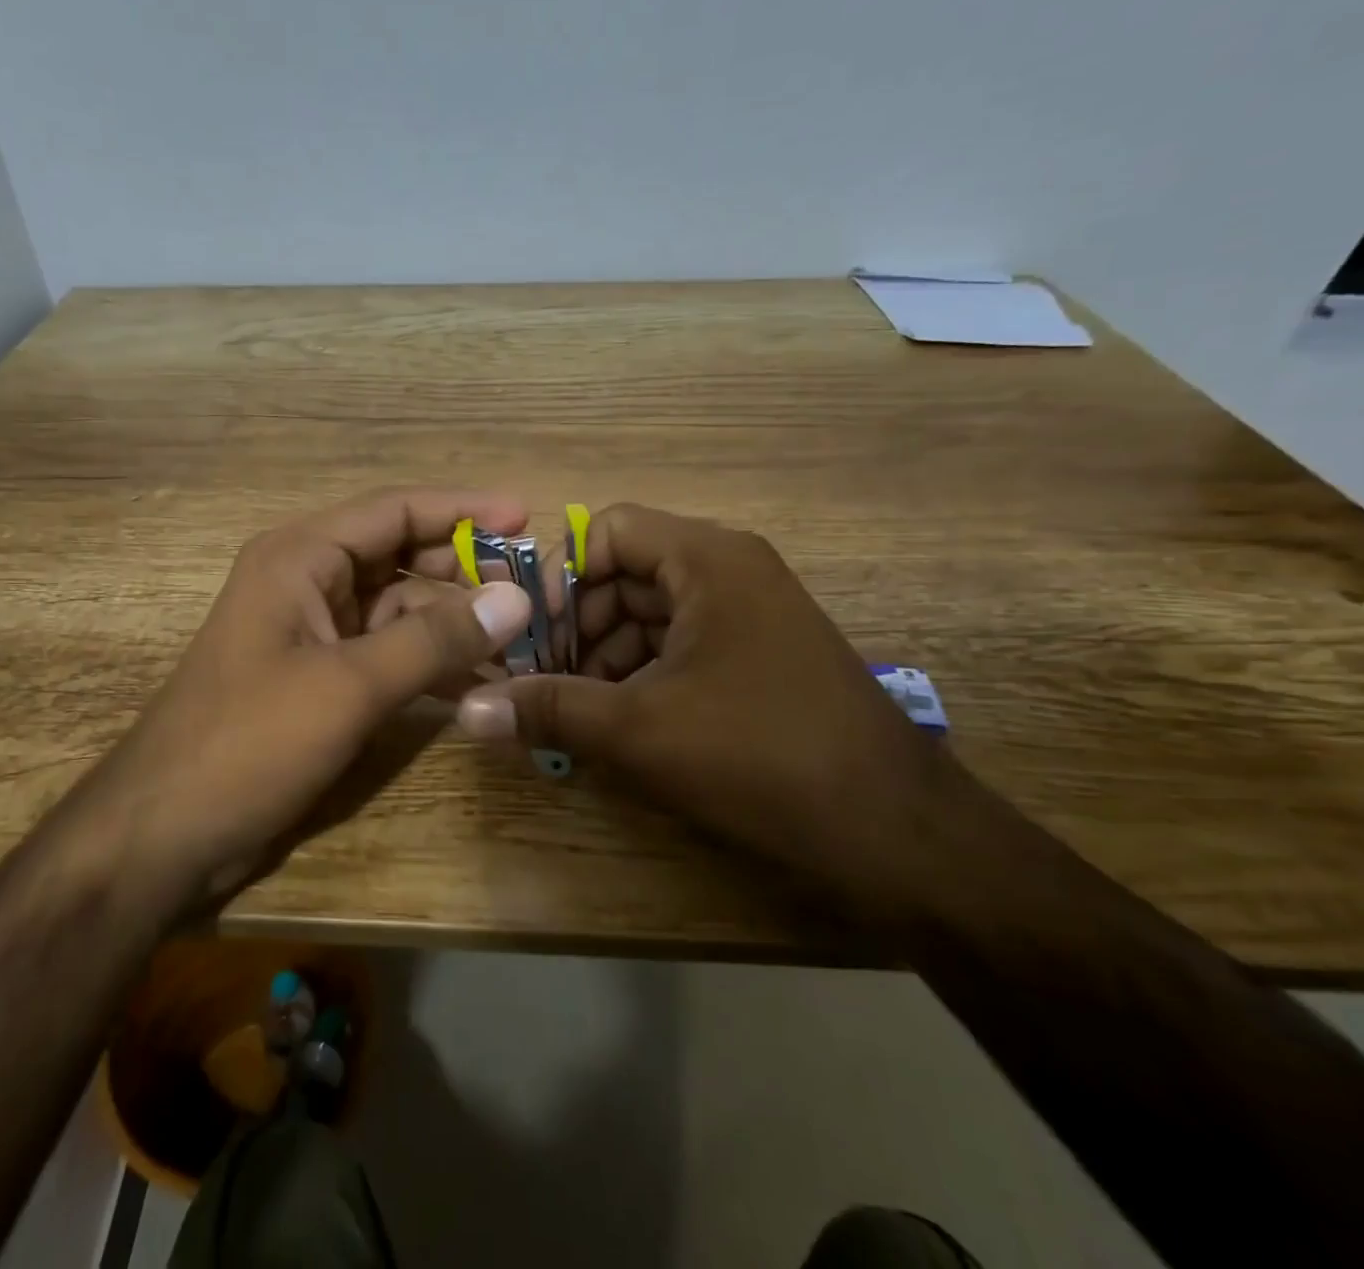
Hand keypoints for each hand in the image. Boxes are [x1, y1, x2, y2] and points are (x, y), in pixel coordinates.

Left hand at [89, 488, 534, 903]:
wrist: (165, 831)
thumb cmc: (249, 742)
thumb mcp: (349, 685)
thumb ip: (435, 639)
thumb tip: (517, 597)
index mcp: (301, 557)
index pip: (395, 510)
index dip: (463, 509)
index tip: (526, 517)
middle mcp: (307, 581)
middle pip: (400, 556)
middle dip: (463, 569)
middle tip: (532, 588)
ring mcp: (313, 632)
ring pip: (398, 608)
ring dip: (453, 622)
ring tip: (521, 639)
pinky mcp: (319, 678)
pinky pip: (386, 653)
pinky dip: (428, 662)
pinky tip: (477, 682)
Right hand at [454, 504, 943, 894]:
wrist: (897, 833)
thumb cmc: (760, 758)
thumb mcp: (638, 731)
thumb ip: (548, 708)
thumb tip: (466, 707)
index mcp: (707, 559)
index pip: (607, 530)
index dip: (559, 576)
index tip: (528, 635)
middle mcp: (730, 569)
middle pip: (623, 573)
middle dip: (575, 625)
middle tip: (540, 681)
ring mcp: (748, 613)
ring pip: (648, 613)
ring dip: (602, 655)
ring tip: (572, 709)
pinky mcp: (756, 655)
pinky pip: (678, 644)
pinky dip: (638, 674)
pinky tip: (616, 721)